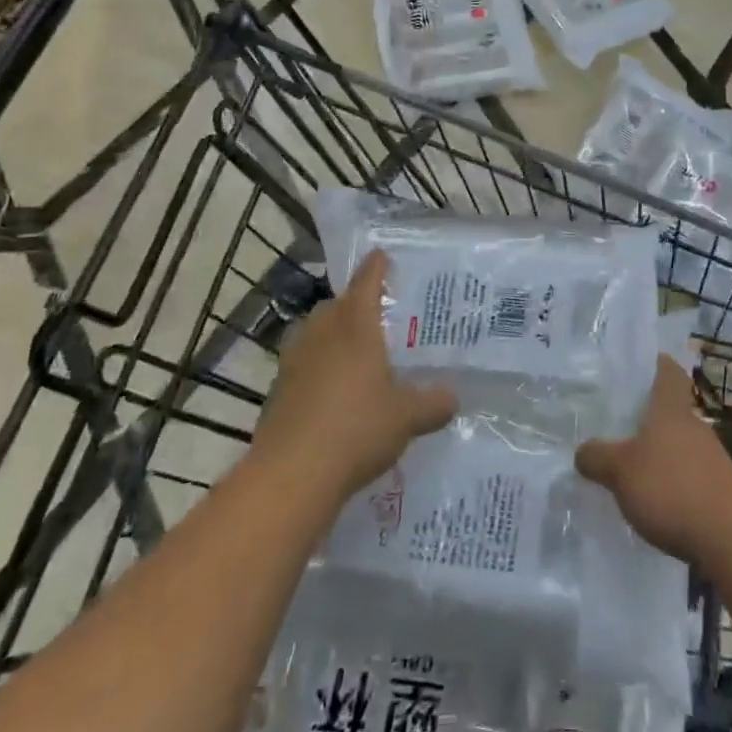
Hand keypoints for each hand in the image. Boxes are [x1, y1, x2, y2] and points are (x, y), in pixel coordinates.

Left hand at [252, 250, 455, 501]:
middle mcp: (322, 334)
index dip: (376, 267)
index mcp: (356, 327)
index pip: (366, 283)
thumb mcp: (407, 417)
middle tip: (376, 312)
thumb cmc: (356, 430)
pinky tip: (332, 390)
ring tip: (354, 350)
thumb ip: (433, 403)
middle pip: (336, 305)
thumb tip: (453, 398)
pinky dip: (318, 366)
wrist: (291, 475)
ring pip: (314, 333)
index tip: (382, 255)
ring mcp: (294, 361)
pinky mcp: (278, 391)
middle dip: (353, 303)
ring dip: (332, 333)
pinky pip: (302, 363)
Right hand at [576, 355, 731, 562]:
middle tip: (620, 425)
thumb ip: (597, 457)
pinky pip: (690, 476)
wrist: (731, 537)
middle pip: (672, 411)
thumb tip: (582, 451)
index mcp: (670, 410)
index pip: (668, 372)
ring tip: (633, 469)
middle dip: (650, 418)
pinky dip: (674, 483)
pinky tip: (656, 503)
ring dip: (662, 454)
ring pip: (681, 445)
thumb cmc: (671, 488)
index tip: (642, 364)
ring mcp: (712, 458)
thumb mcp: (620, 471)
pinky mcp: (721, 490)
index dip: (657, 364)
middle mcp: (694, 426)